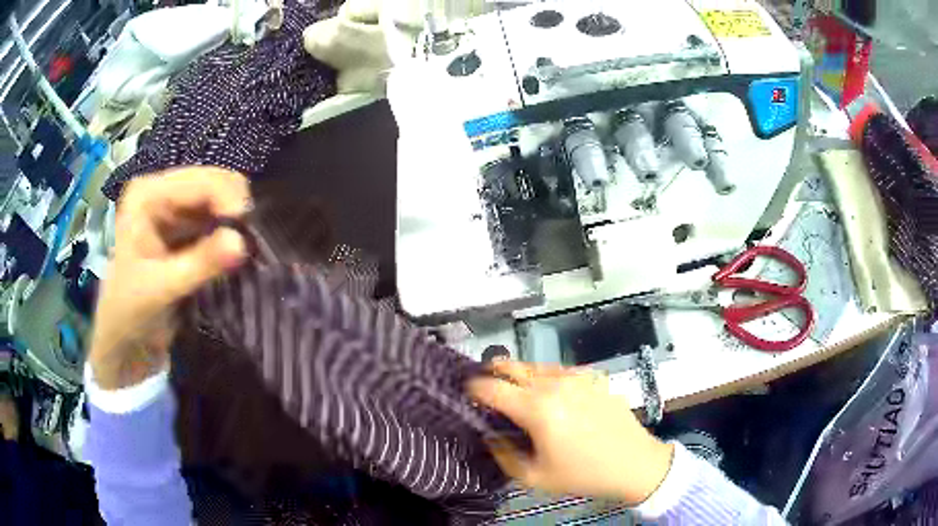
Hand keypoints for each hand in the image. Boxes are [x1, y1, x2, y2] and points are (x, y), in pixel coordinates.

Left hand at [89, 167, 250, 389]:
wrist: (124, 341)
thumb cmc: (130, 312)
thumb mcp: (162, 288)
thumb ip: (200, 263)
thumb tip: (242, 243)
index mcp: (148, 195)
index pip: (200, 181)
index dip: (229, 199)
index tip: (249, 233)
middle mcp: (162, 191)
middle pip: (214, 182)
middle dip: (235, 209)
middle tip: (251, 243)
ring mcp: (174, 208)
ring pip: (219, 200)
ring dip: (236, 222)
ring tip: (247, 249)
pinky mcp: (184, 228)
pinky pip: (217, 220)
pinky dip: (231, 233)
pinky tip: (238, 251)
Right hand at [469, 361, 673, 504]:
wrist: (634, 463)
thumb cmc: (583, 474)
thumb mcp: (535, 477)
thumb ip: (503, 454)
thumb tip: (490, 434)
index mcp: (538, 409)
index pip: (492, 388)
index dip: (473, 389)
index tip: (467, 395)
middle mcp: (555, 384)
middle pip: (511, 366)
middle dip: (493, 373)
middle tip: (486, 388)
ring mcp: (576, 376)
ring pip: (535, 365)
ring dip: (519, 374)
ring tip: (516, 391)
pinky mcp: (593, 377)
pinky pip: (559, 370)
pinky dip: (545, 377)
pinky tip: (550, 394)